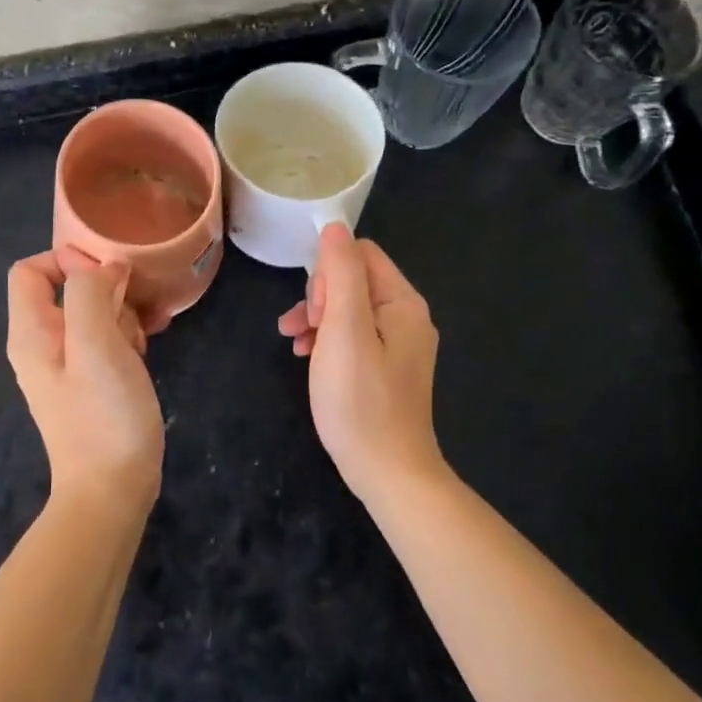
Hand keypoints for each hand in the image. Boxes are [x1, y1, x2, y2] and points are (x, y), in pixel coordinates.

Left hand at [6, 248, 164, 514]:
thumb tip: (104, 270)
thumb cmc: (102, 414)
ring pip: (93, 312)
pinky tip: (151, 344)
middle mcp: (43, 343)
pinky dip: (128, 333)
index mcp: (31, 331)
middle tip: (133, 311)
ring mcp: (67, 364)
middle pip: (66, 287)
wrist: (112, 490)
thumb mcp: (94, 343)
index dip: (67, 259)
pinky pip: (106, 338)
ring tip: (147, 332)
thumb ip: (89, 293)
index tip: (108, 276)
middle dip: (105, 288)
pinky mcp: (91, 381)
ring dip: (123, 311)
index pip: (31, 269)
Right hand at [278, 224, 442, 503]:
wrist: (389, 474)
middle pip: (354, 280)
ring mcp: (398, 344)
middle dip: (320, 297)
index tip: (314, 309)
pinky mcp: (386, 368)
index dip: (328, 272)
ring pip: (348, 308)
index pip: (361, 254)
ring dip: (317, 318)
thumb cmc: (361, 401)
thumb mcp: (344, 331)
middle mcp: (406, 317)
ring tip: (295, 343)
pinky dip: (327, 340)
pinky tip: (307, 358)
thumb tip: (334, 227)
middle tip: (305, 330)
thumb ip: (341, 275)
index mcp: (403, 303)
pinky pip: (353, 335)